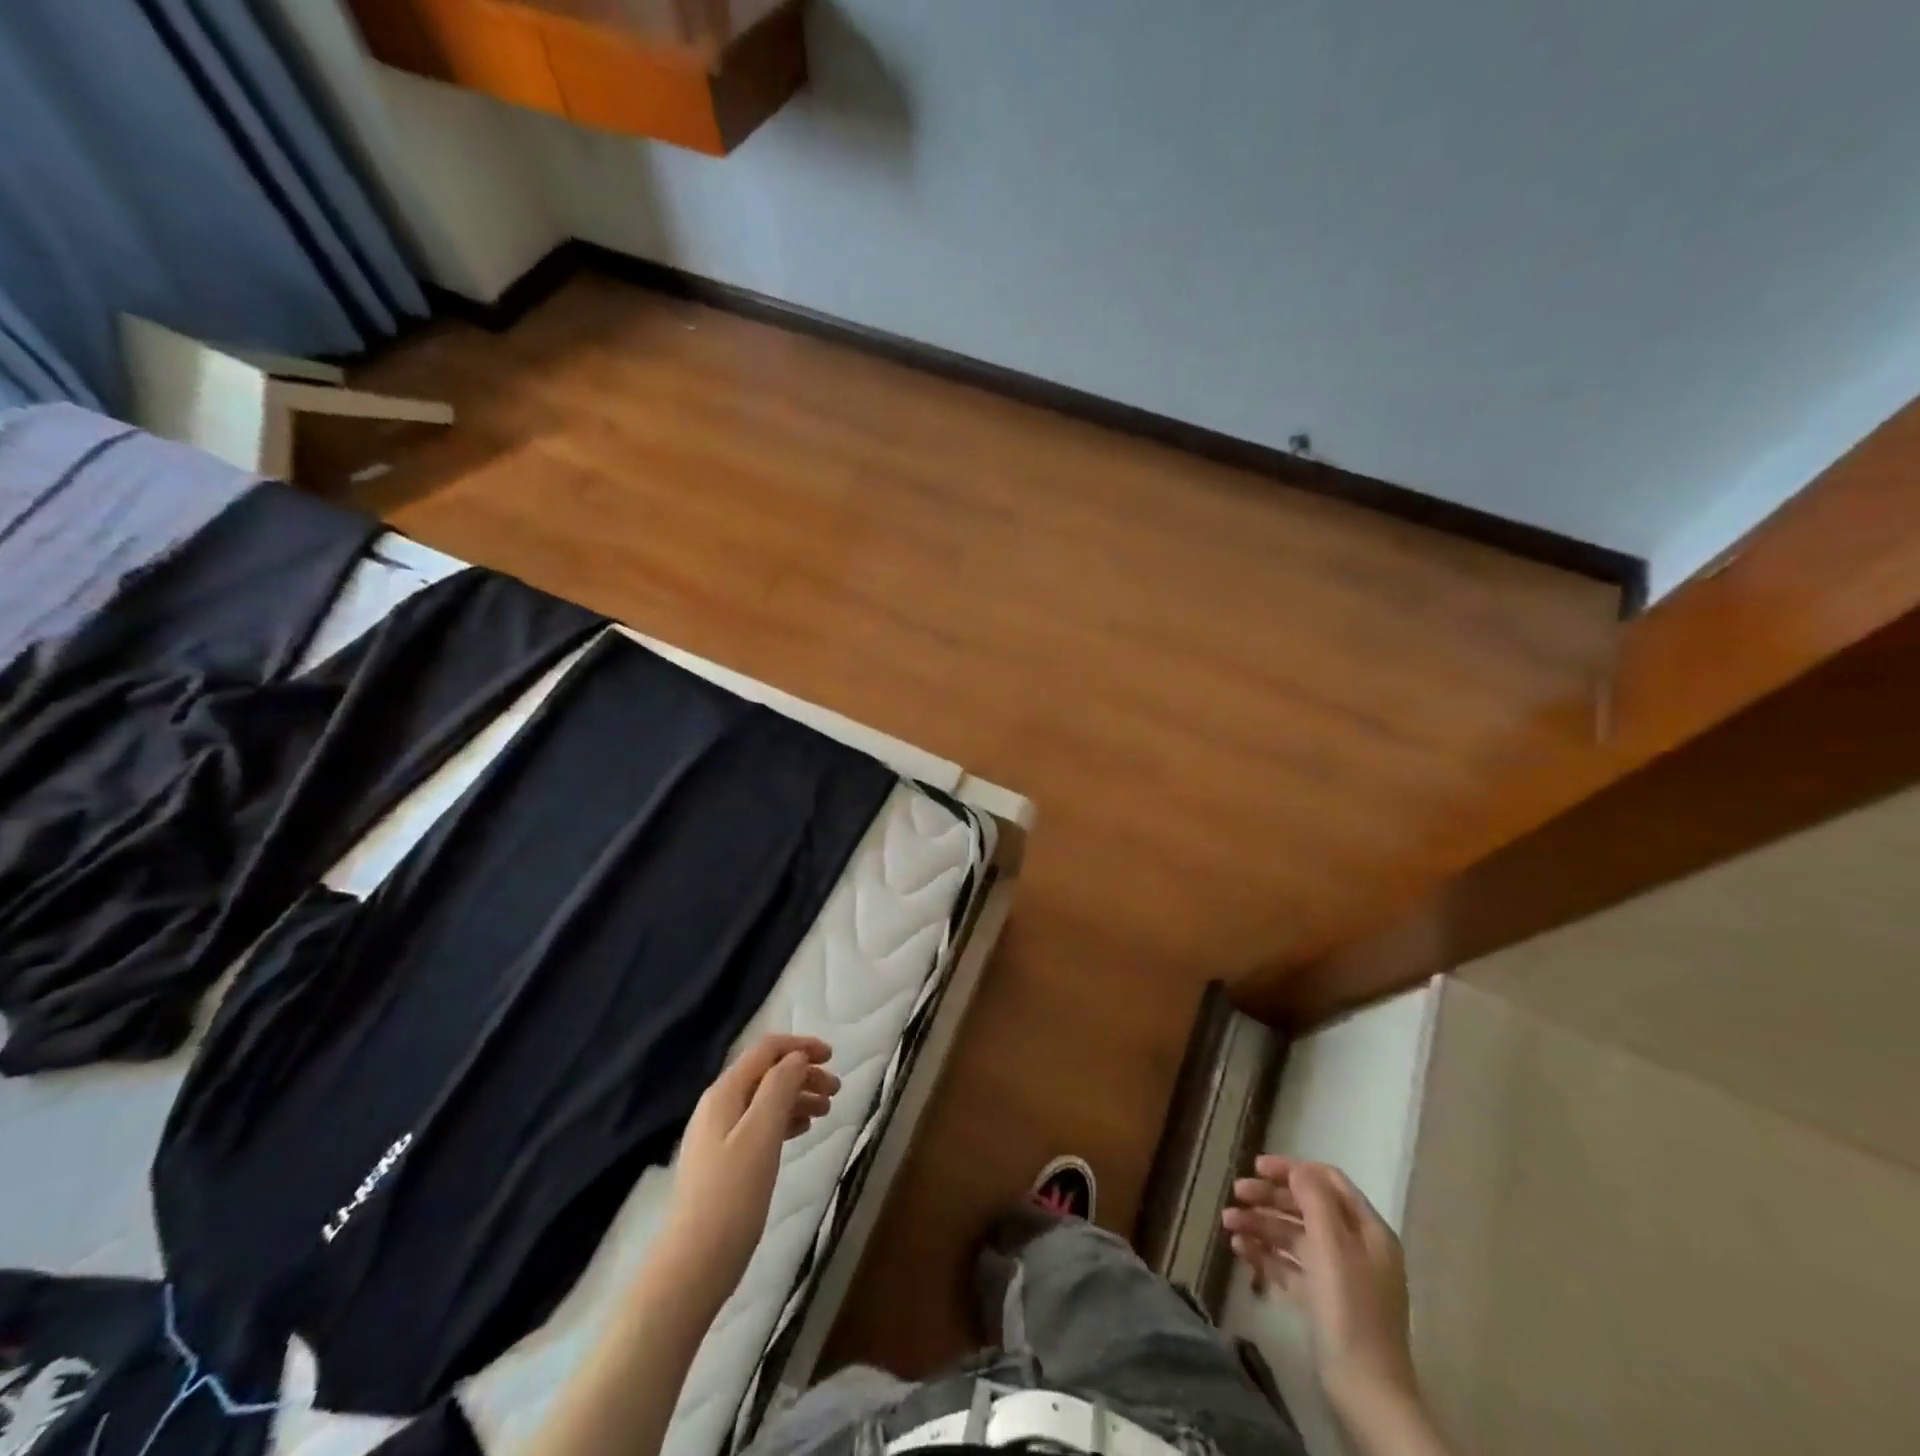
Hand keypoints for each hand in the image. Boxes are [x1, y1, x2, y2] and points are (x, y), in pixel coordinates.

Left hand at [659, 1034, 837, 1308]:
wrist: (693, 1266)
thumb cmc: (732, 1196)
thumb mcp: (761, 1134)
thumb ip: (779, 1088)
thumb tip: (797, 1057)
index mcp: (724, 1093)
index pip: (766, 1051)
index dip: (801, 1046)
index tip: (833, 1057)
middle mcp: (719, 1106)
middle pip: (767, 1074)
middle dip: (803, 1074)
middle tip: (836, 1091)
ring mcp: (719, 1135)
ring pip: (766, 1100)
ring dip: (797, 1097)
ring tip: (826, 1113)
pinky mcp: (724, 1162)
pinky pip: (760, 1125)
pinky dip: (785, 1120)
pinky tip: (802, 1131)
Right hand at [1223, 1157, 1417, 1414]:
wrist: (1365, 1392)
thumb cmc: (1349, 1310)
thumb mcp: (1332, 1246)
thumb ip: (1314, 1200)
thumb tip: (1297, 1170)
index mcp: (1368, 1230)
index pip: (1328, 1181)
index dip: (1292, 1170)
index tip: (1255, 1167)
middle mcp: (1355, 1247)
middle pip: (1308, 1207)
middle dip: (1270, 1198)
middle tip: (1236, 1194)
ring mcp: (1339, 1276)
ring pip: (1295, 1236)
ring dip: (1262, 1225)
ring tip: (1228, 1225)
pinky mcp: (1323, 1302)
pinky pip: (1291, 1265)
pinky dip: (1267, 1254)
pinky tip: (1241, 1251)